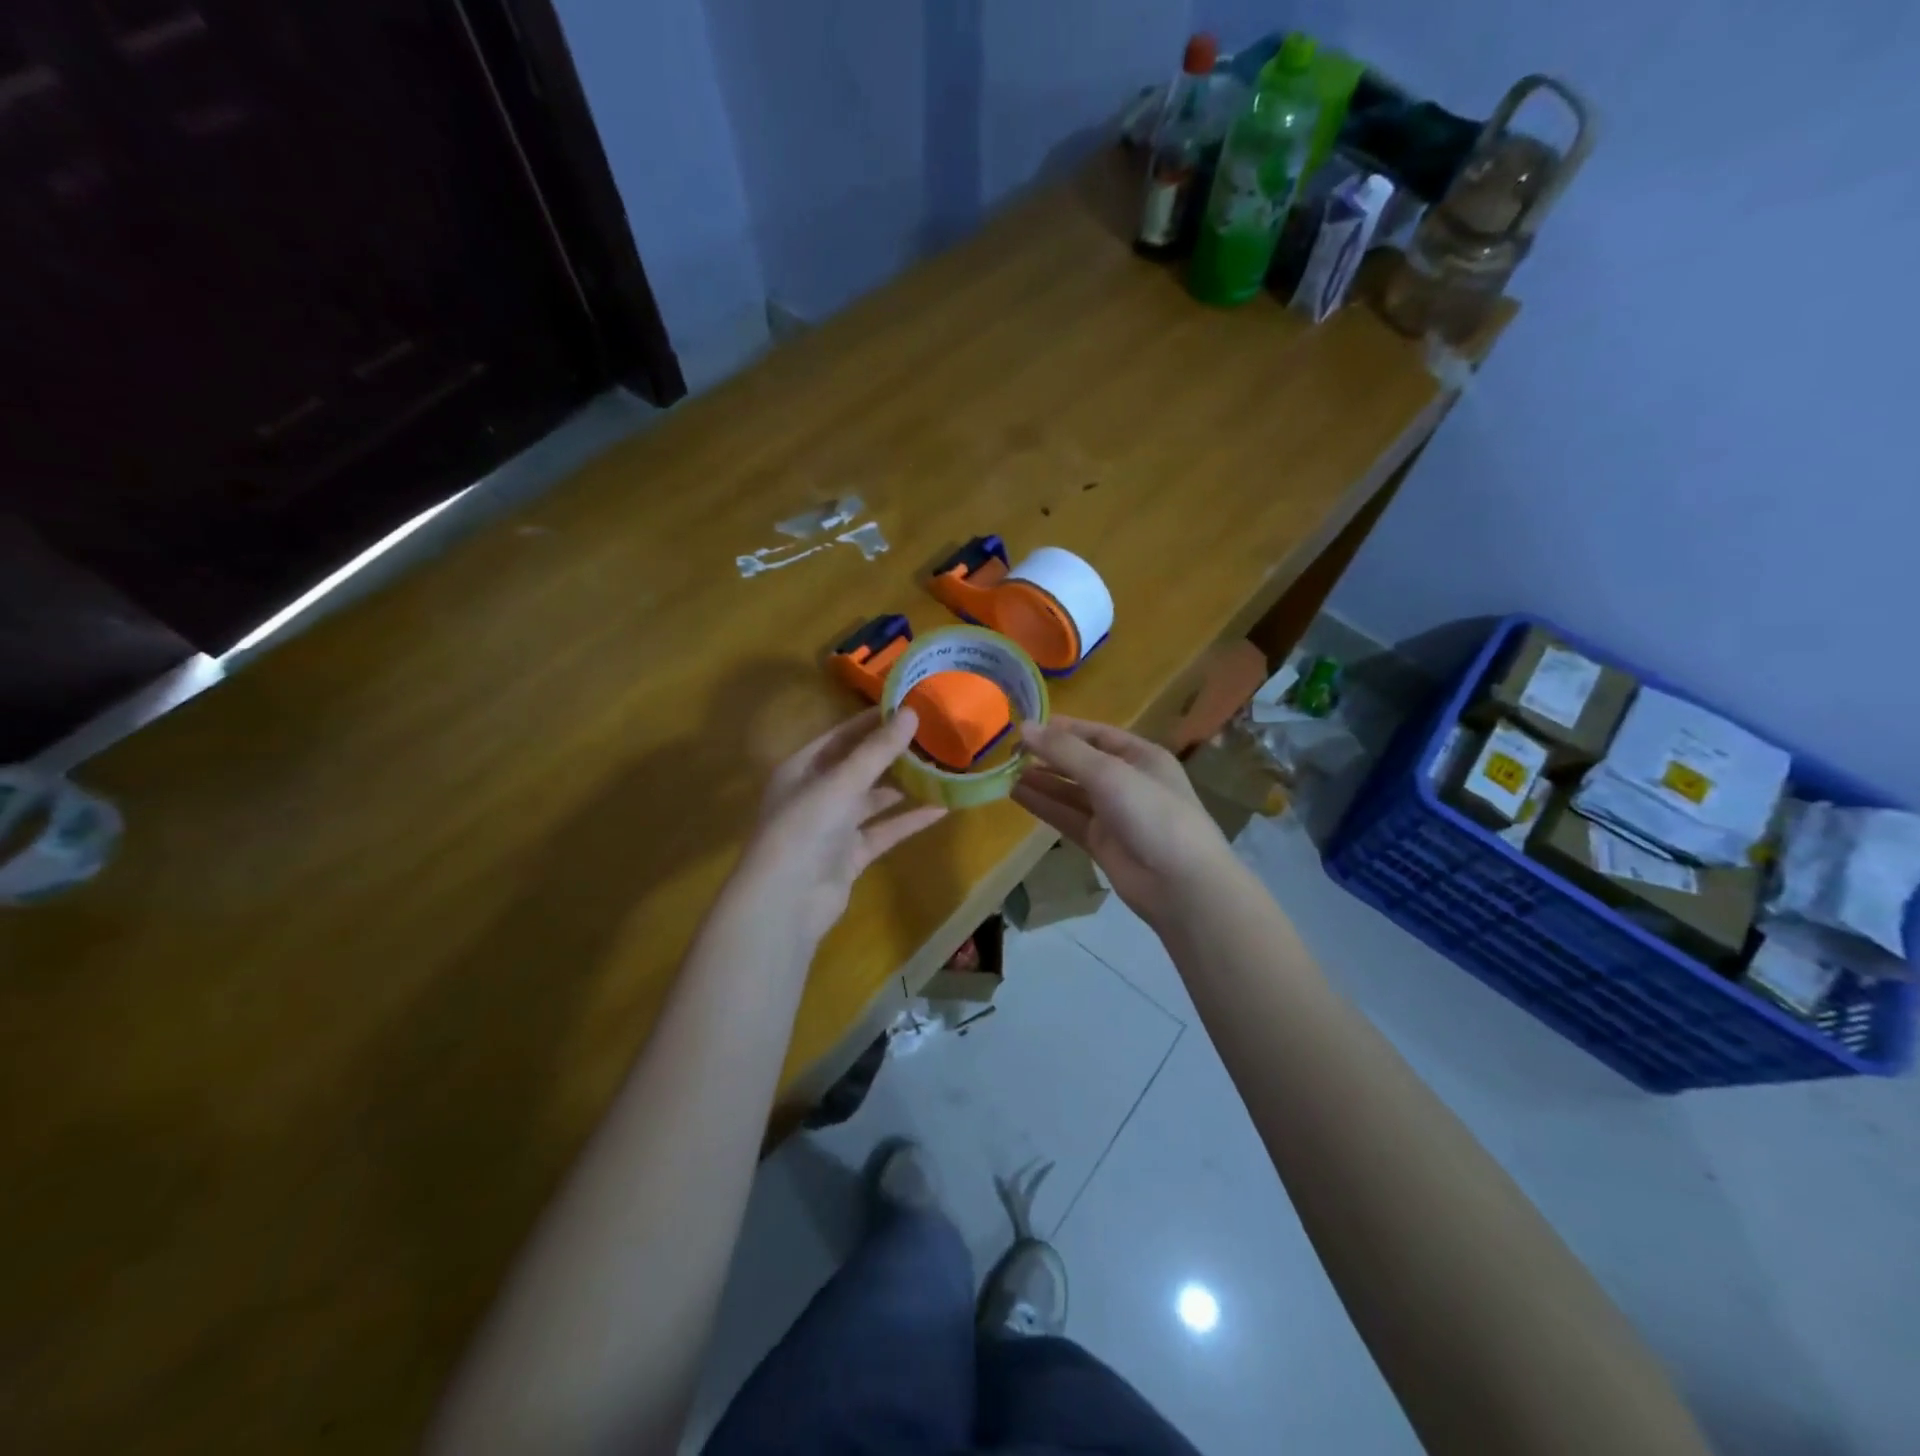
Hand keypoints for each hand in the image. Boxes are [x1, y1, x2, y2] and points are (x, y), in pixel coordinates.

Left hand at [739, 707, 946, 943]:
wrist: (786, 901)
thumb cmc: (805, 828)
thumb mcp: (841, 782)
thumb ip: (877, 750)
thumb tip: (911, 712)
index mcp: (801, 768)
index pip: (841, 736)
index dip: (872, 721)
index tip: (909, 706)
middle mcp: (816, 793)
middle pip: (859, 766)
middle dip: (893, 753)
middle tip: (933, 736)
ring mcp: (833, 826)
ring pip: (874, 799)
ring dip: (904, 786)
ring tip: (941, 767)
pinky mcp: (850, 855)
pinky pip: (884, 830)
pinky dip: (909, 820)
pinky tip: (941, 808)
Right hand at [1013, 717, 1233, 929]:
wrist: (1180, 884)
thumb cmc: (1152, 814)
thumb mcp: (1109, 773)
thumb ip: (1065, 751)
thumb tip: (1023, 727)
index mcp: (1141, 757)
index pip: (1098, 734)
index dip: (1064, 729)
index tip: (1027, 728)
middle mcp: (1128, 782)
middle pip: (1082, 763)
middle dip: (1049, 756)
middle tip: (1009, 752)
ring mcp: (1114, 814)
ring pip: (1071, 792)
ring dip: (1042, 781)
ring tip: (1006, 772)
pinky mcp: (1101, 842)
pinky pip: (1067, 817)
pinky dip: (1044, 806)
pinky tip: (1017, 795)